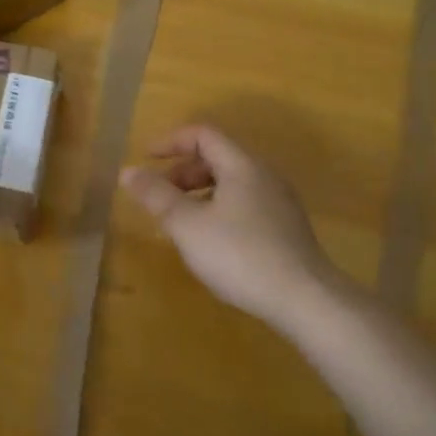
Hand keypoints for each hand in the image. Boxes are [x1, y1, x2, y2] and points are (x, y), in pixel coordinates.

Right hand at [121, 124, 340, 332]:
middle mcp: (264, 175)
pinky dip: (219, 209)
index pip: (202, 135)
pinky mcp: (287, 229)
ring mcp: (279, 203)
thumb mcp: (188, 225)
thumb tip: (128, 171)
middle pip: (217, 158)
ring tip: (180, 222)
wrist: (307, 300)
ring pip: (231, 183)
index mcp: (241, 165)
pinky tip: (211, 242)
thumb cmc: (241, 255)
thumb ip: (156, 196)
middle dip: (182, 172)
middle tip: (160, 196)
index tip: (146, 159)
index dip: (170, 142)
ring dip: (199, 193)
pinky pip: (244, 204)